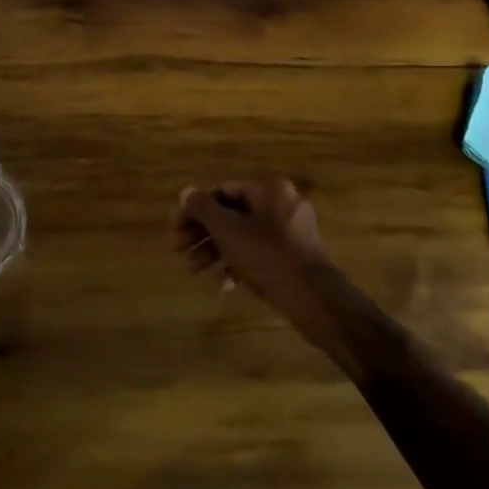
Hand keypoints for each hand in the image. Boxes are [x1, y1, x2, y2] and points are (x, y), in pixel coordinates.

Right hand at [172, 178, 340, 333]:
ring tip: (195, 270)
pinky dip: (239, 263)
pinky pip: (259, 253)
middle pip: (232, 213)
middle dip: (203, 232)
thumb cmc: (266, 256)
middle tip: (179, 250)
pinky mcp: (295, 257)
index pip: (222, 191)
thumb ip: (203, 208)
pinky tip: (224, 283)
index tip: (176, 230)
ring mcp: (291, 231)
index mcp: (268, 189)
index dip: (194, 209)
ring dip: (216, 249)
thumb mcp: (227, 230)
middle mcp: (282, 204)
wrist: (312, 298)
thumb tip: (185, 192)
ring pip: (243, 235)